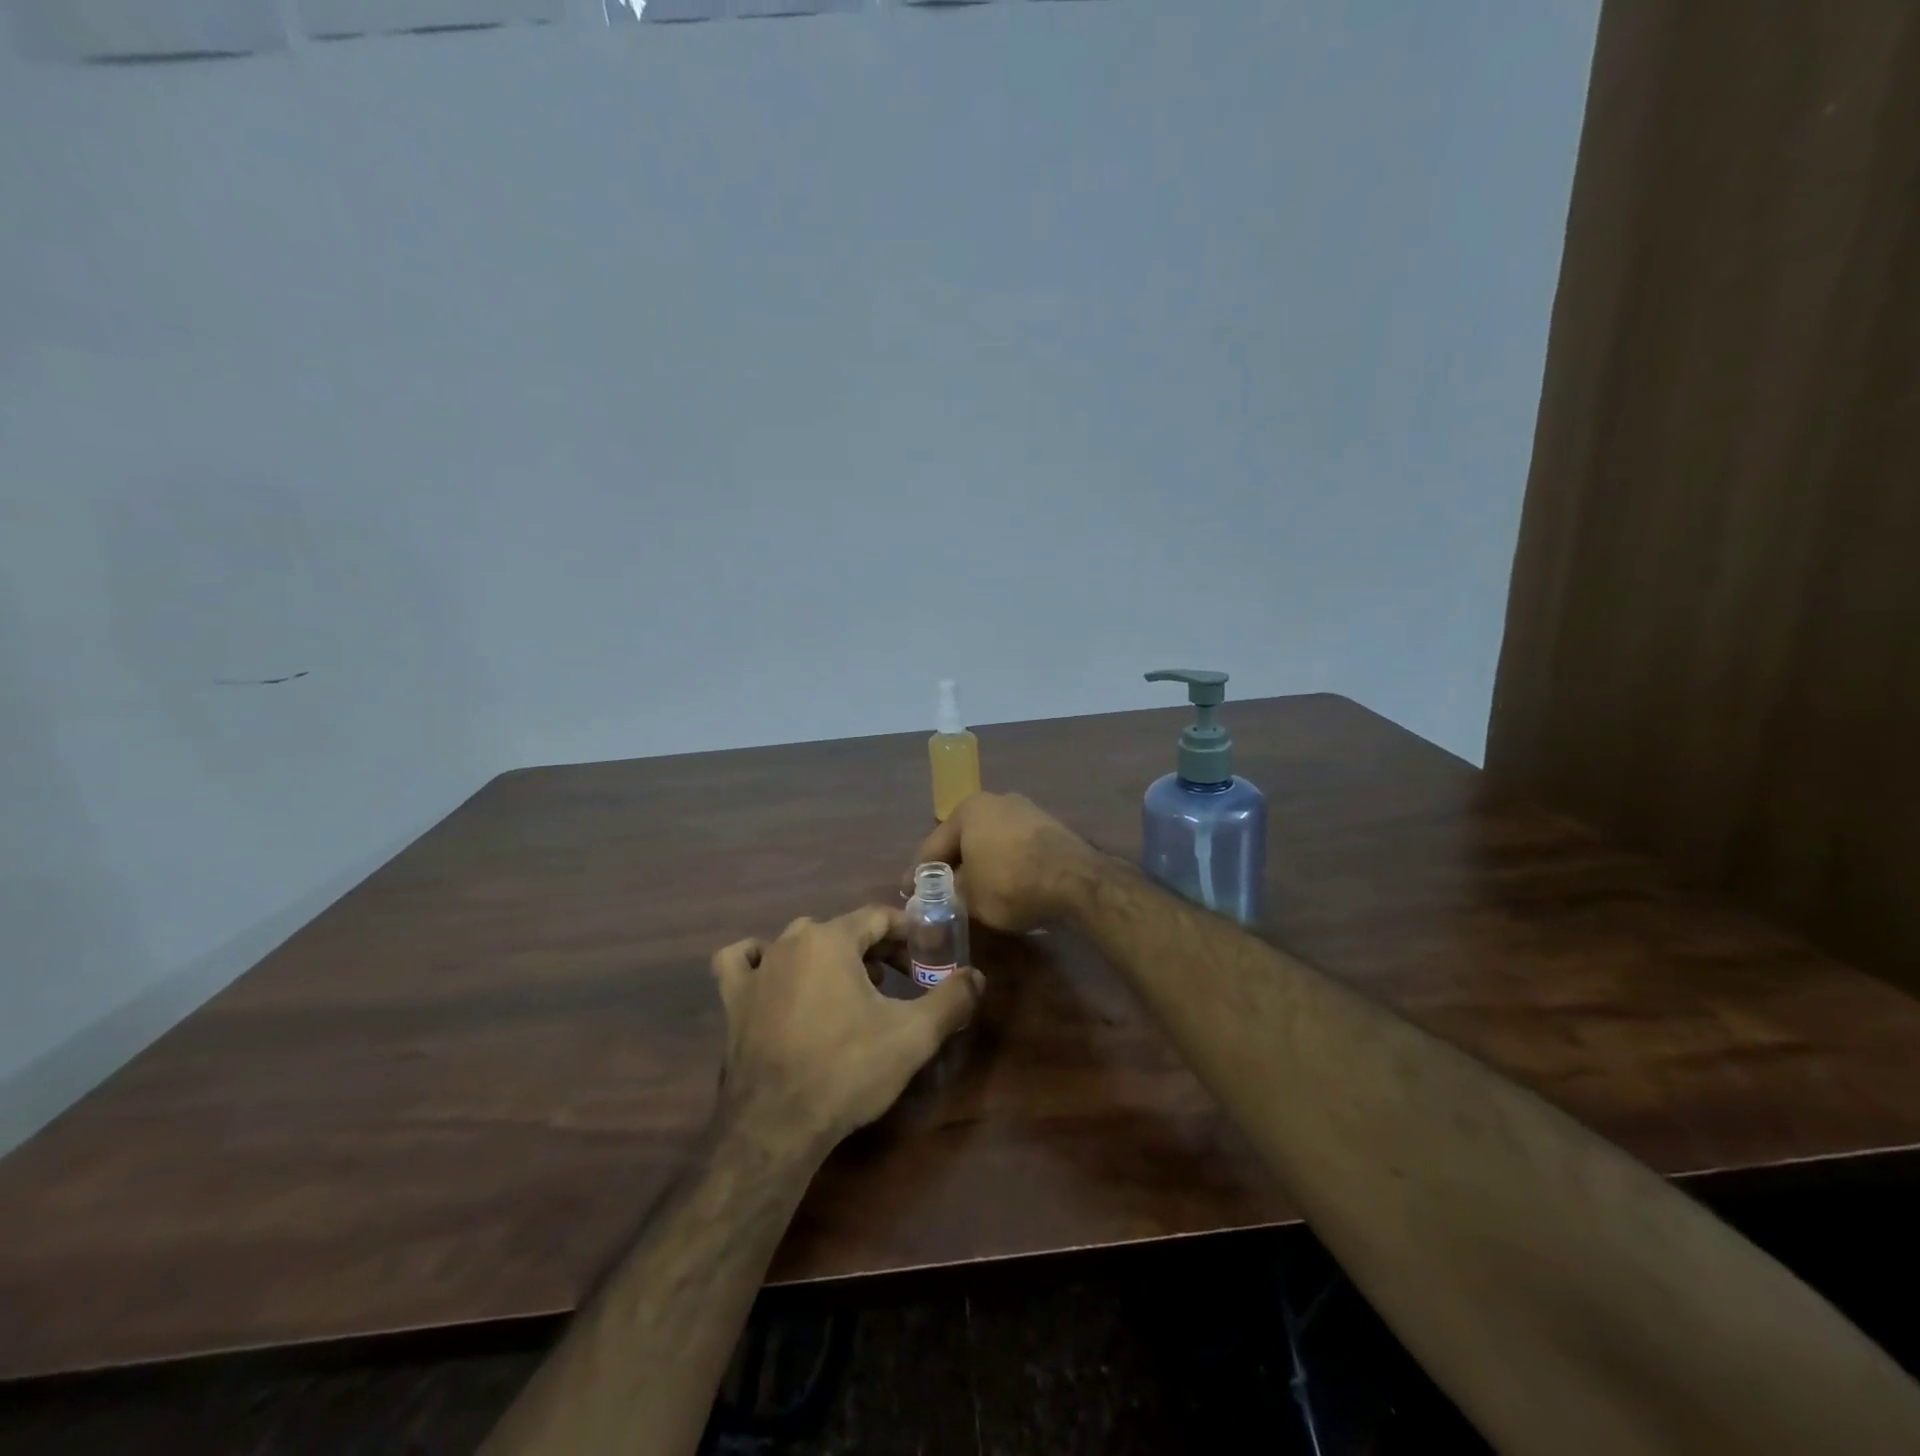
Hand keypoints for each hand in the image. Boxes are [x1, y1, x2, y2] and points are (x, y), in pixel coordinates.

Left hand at [709, 907, 981, 1153]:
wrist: (776, 1126)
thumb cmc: (848, 1070)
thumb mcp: (913, 1036)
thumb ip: (951, 999)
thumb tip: (978, 977)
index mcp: (832, 938)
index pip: (879, 916)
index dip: (908, 933)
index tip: (927, 957)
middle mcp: (791, 941)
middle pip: (843, 929)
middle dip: (877, 949)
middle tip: (901, 980)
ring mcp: (758, 970)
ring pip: (799, 943)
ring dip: (829, 955)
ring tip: (851, 987)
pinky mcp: (733, 1000)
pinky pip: (743, 962)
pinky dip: (759, 961)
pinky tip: (773, 976)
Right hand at [909, 792, 1097, 934]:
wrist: (1076, 880)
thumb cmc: (1010, 882)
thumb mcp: (968, 896)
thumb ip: (946, 894)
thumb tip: (939, 897)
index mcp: (968, 810)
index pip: (932, 846)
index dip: (917, 874)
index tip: (907, 893)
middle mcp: (995, 801)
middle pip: (963, 840)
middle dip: (951, 866)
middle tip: (938, 893)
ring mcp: (1026, 811)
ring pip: (990, 842)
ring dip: (979, 865)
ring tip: (971, 891)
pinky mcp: (1049, 828)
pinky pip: (1014, 848)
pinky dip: (1004, 865)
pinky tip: (1004, 885)